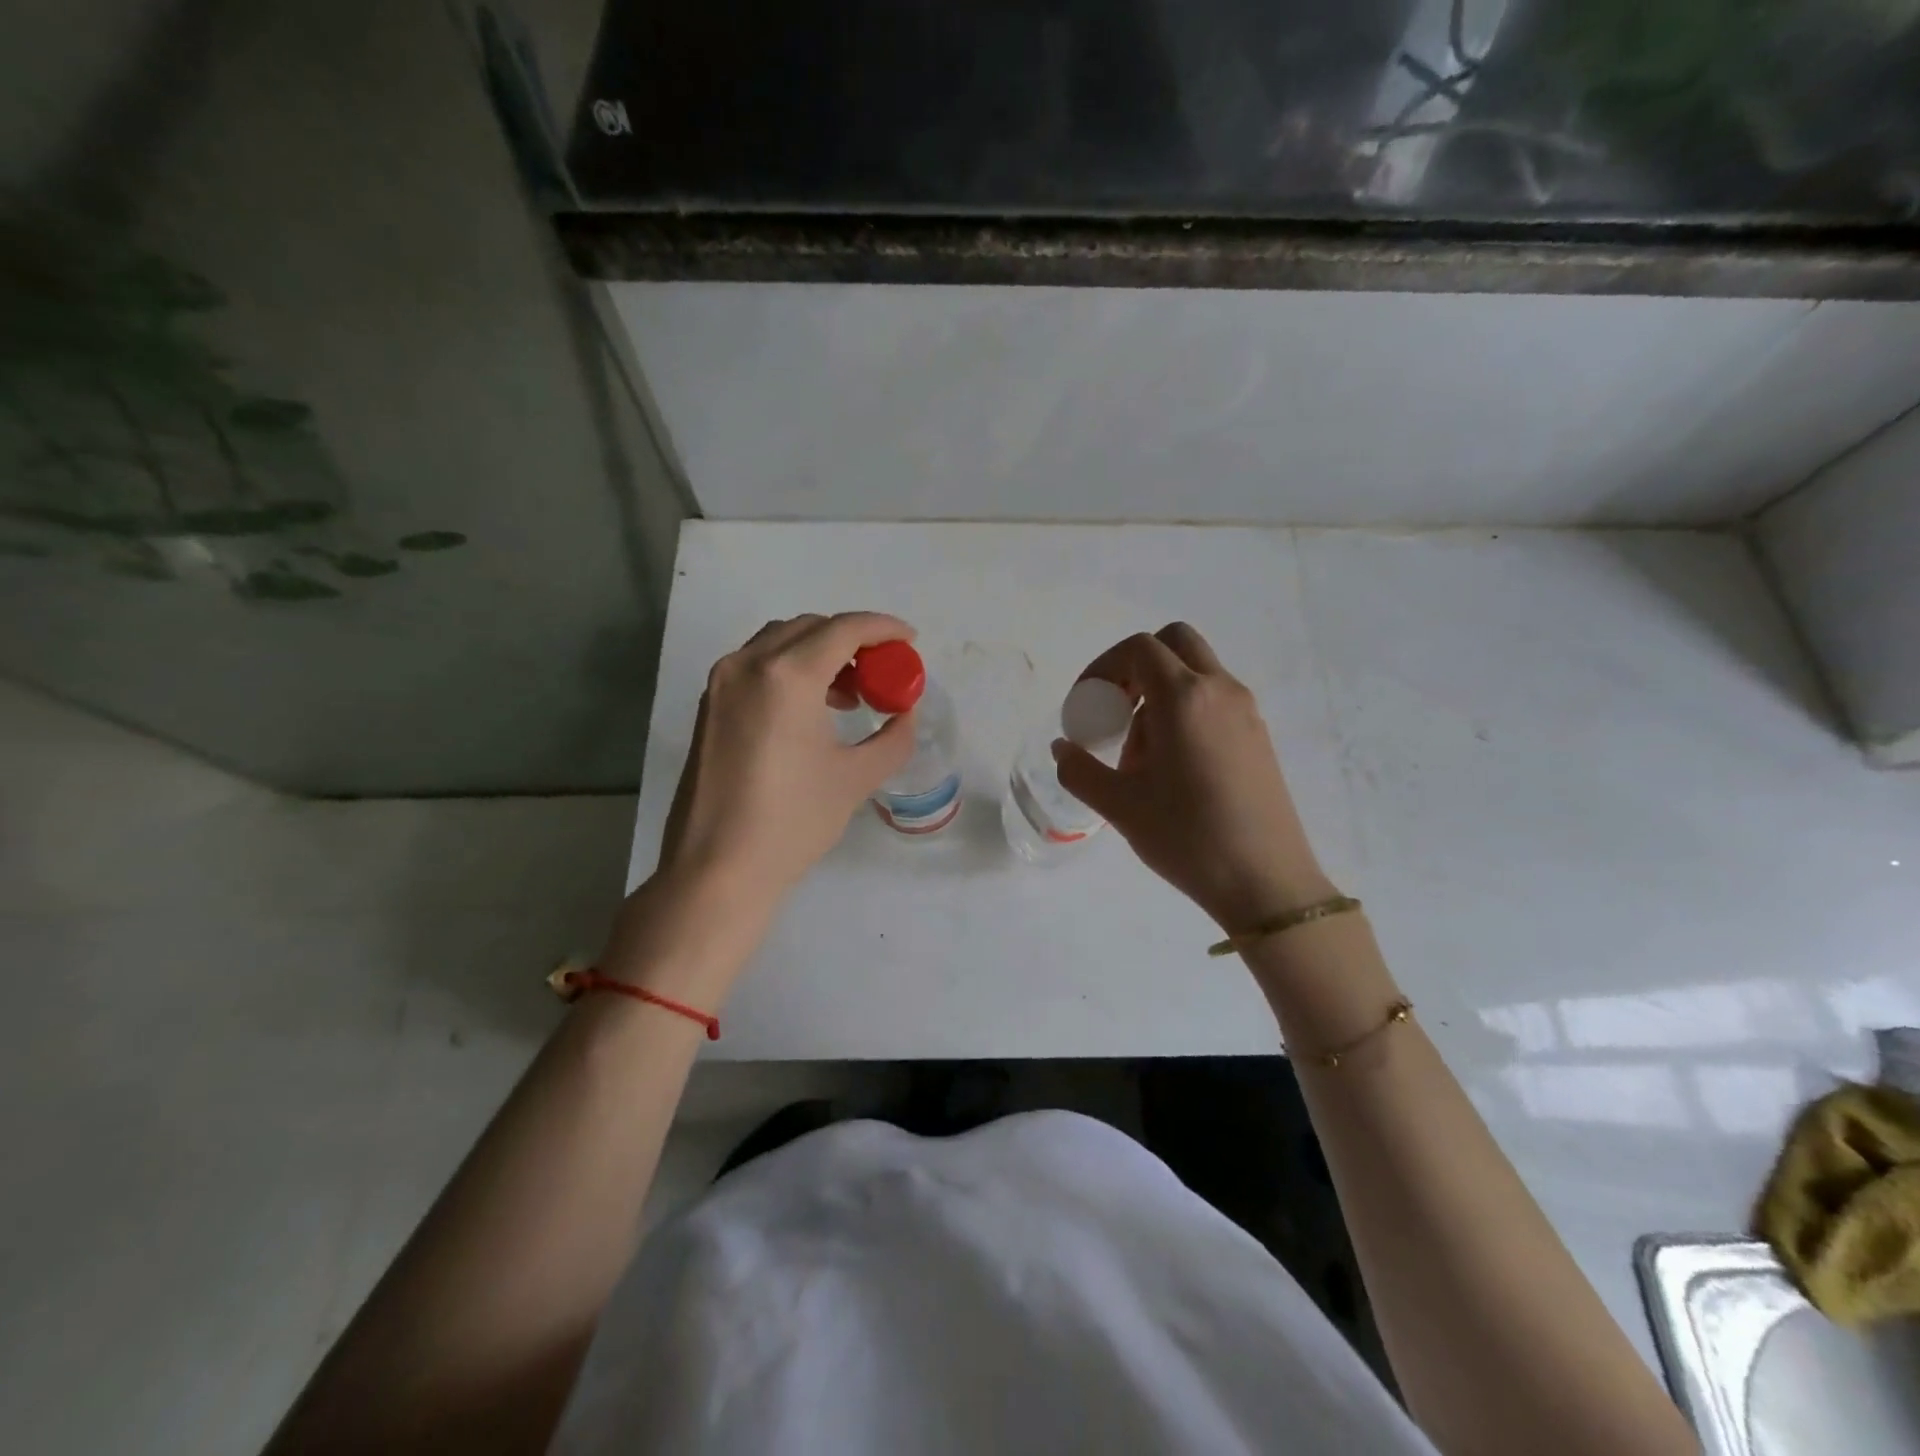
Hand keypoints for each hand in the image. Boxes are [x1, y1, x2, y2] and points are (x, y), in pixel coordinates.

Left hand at [654, 612, 918, 905]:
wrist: (716, 868)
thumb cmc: (792, 822)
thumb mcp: (856, 778)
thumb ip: (893, 737)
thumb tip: (905, 714)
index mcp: (787, 676)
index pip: (843, 629)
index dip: (883, 628)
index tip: (909, 640)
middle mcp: (747, 665)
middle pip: (809, 628)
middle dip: (851, 640)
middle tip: (881, 670)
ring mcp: (721, 684)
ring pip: (779, 642)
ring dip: (818, 652)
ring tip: (849, 694)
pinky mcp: (709, 706)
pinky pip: (756, 665)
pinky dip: (789, 669)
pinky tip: (809, 709)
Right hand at [1052, 623, 1334, 931]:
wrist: (1266, 882)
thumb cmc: (1187, 837)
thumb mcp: (1119, 806)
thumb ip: (1079, 769)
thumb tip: (1062, 747)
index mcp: (1184, 698)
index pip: (1140, 648)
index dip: (1104, 667)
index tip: (1087, 704)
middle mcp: (1220, 691)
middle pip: (1175, 643)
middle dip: (1136, 666)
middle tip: (1115, 708)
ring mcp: (1246, 712)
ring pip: (1196, 672)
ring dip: (1160, 692)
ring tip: (1140, 753)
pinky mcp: (1259, 736)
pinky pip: (1215, 700)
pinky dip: (1186, 710)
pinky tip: (1173, 767)